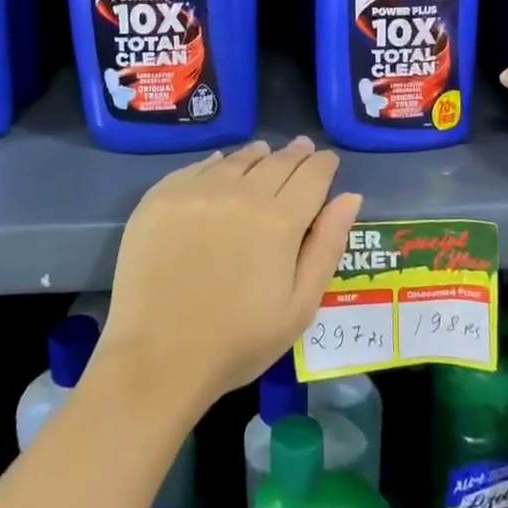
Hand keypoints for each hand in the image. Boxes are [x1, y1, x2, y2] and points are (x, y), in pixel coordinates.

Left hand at [99, 138, 362, 414]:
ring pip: (236, 160)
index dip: (323, 165)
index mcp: (280, 220)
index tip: (327, 161)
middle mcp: (240, 193)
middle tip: (302, 149)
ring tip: (264, 153)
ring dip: (257, 155)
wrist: (157, 359)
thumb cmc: (238, 342)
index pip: (312, 175)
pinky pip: (197, 168)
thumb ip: (327, 246)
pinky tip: (220, 165)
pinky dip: (216, 163)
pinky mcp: (161, 198)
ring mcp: (196, 192)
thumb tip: (350, 197)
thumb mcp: (300, 306)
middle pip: (276, 161)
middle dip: (295, 155)